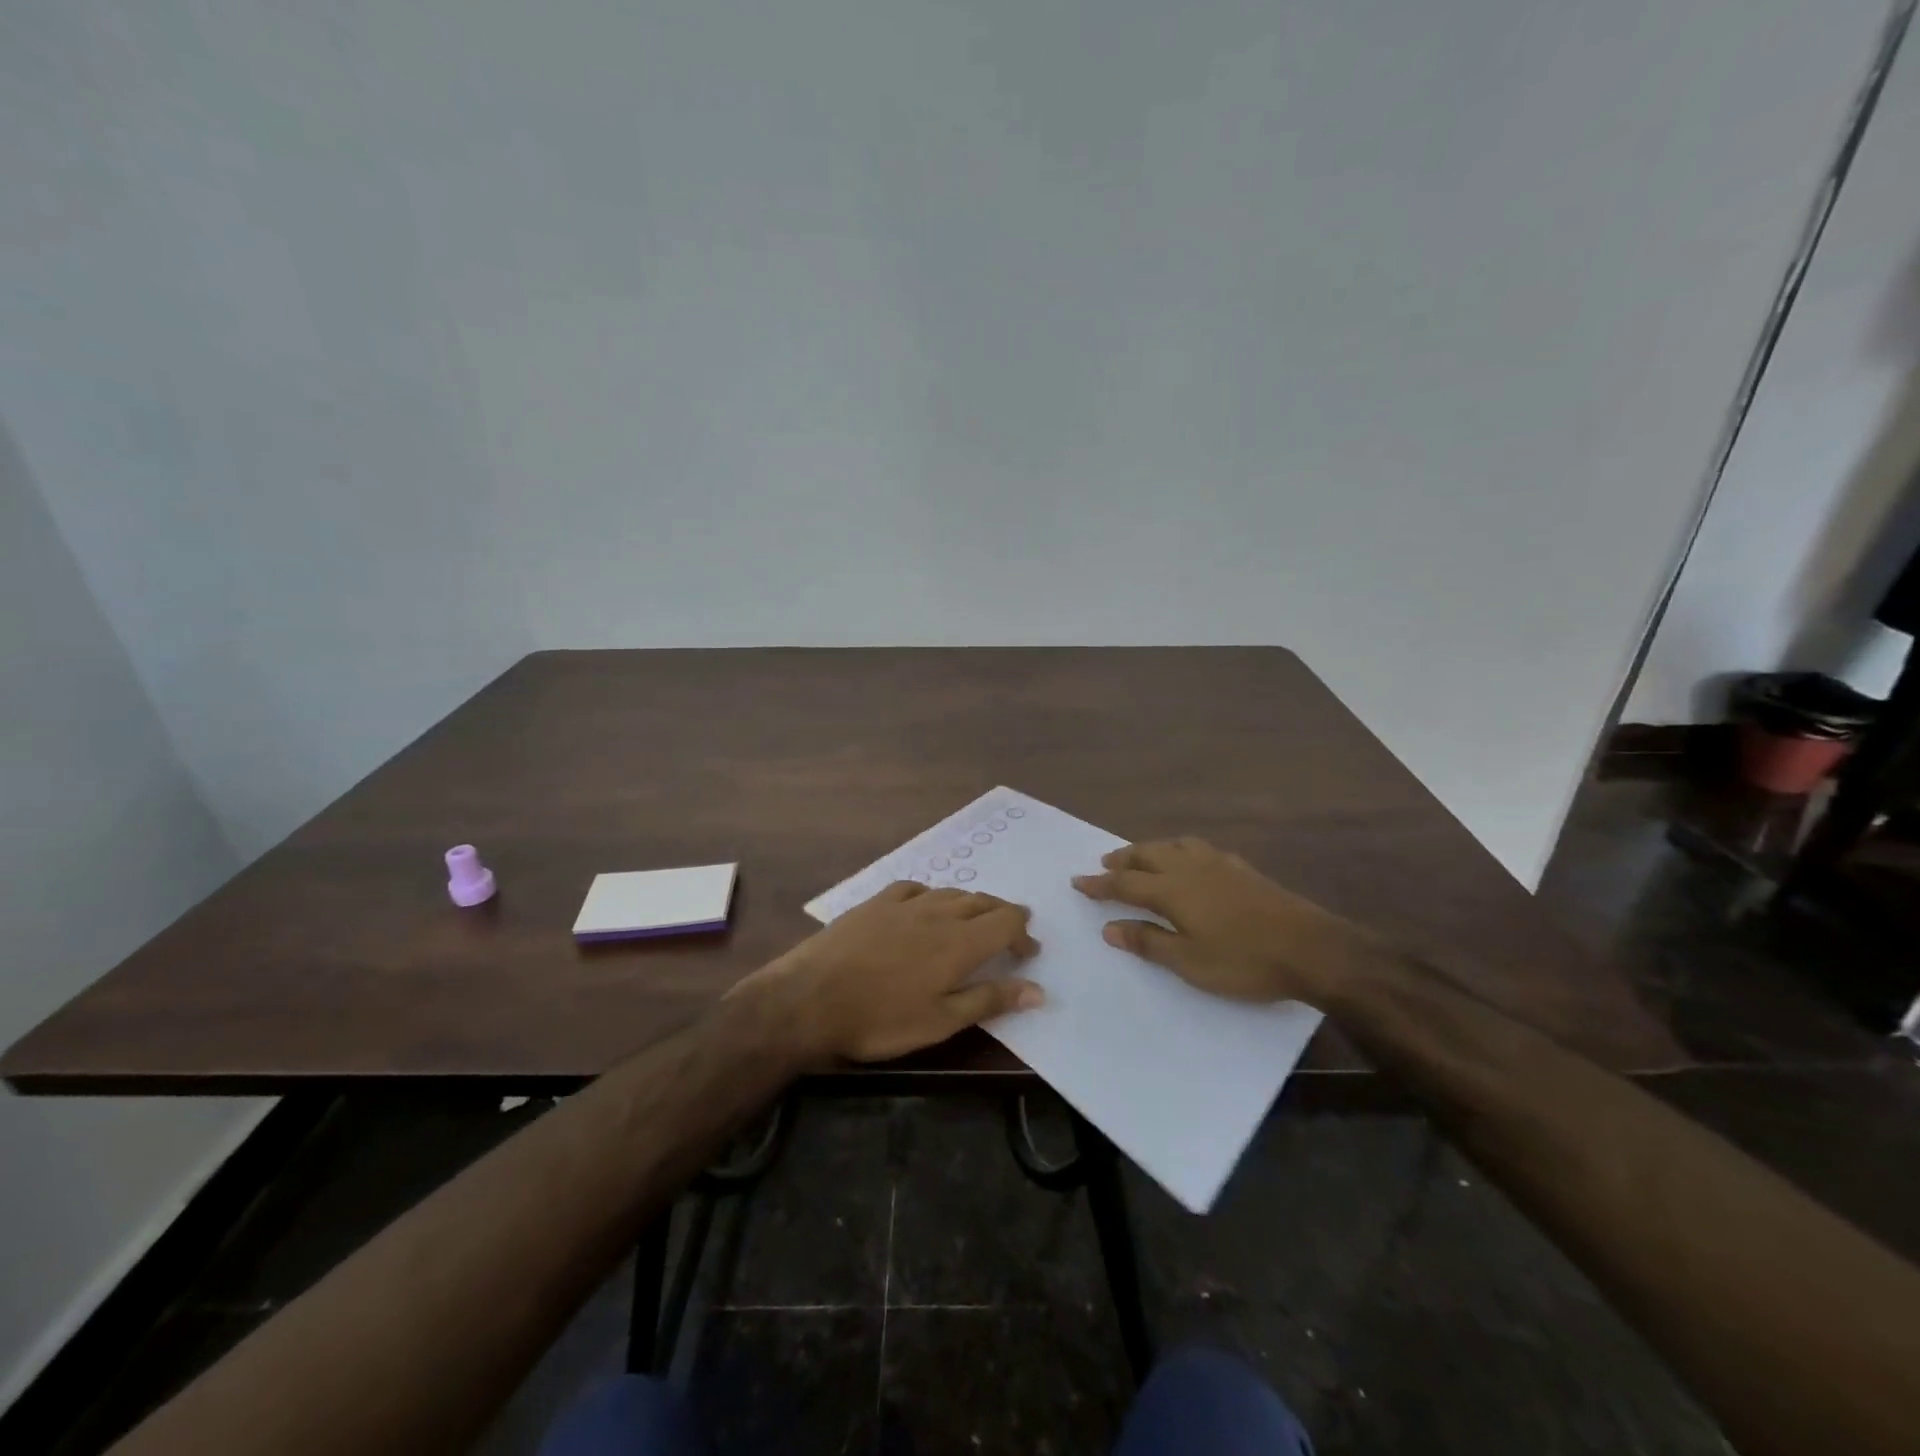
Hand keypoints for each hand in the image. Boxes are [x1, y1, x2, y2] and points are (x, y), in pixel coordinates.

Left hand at [732, 883, 1042, 1062]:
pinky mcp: (874, 902)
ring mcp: (903, 903)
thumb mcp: (940, 1021)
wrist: (809, 998)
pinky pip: (914, 888)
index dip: (1023, 933)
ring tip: (974, 920)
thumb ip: (989, 1000)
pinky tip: (925, 905)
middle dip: (1002, 915)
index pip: (1006, 921)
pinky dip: (931, 895)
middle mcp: (937, 912)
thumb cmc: (880, 1019)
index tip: (1028, 953)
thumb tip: (1038, 991)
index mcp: (959, 942)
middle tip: (1011, 935)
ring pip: (950, 892)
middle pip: (982, 901)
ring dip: (971, 904)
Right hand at [1072, 838, 1369, 1005]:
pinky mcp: (1242, 869)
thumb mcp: (1189, 962)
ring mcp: (1219, 864)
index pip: (1125, 883)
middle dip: (1122, 860)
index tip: (1077, 881)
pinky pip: (1198, 847)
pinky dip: (1179, 849)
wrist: (1313, 948)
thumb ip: (1148, 942)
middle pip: (1147, 855)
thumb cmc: (1245, 961)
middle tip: (1104, 864)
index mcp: (1173, 890)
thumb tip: (1109, 927)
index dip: (1099, 883)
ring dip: (1150, 849)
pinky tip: (1189, 859)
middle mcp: (1190, 868)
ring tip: (1140, 856)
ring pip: (1174, 845)